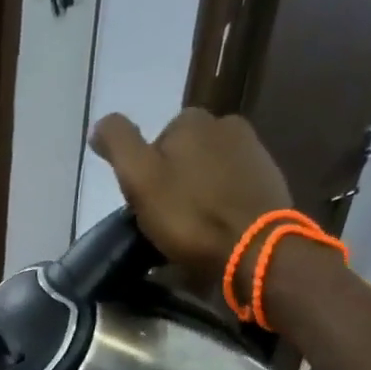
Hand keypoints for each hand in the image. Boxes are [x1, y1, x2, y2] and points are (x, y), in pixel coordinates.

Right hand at [88, 108, 295, 278]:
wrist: (256, 249)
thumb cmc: (191, 216)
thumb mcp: (140, 179)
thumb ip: (118, 144)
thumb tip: (99, 125)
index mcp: (192, 120)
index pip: (156, 143)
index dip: (146, 175)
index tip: (147, 205)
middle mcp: (227, 124)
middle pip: (185, 156)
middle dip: (175, 181)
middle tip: (169, 221)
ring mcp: (255, 152)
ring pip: (210, 172)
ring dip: (200, 194)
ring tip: (194, 230)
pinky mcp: (271, 181)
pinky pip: (233, 189)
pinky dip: (222, 205)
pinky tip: (218, 230)